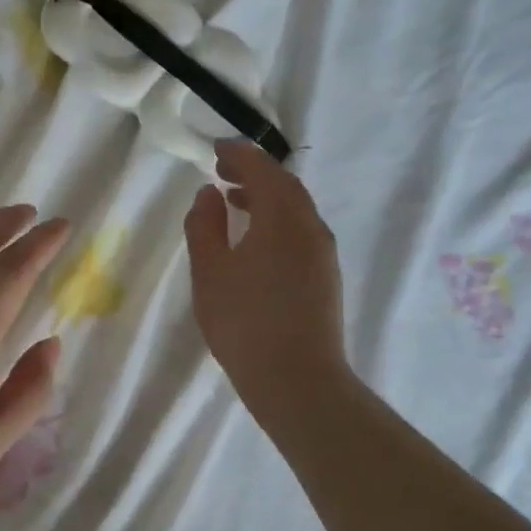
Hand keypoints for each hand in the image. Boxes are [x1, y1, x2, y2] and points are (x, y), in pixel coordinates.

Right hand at [185, 141, 348, 421]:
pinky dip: (277, 222)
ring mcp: (323, 253)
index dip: (238, 155)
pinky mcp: (326, 277)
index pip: (263, 169)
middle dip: (254, 173)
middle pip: (285, 186)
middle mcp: (310, 227)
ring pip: (295, 210)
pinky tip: (256, 244)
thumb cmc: (244, 323)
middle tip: (222, 173)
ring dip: (266, 199)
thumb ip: (205, 227)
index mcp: (282, 217)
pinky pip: (301, 232)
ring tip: (234, 204)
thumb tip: (209, 194)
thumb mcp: (210, 273)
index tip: (215, 150)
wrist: (297, 380)